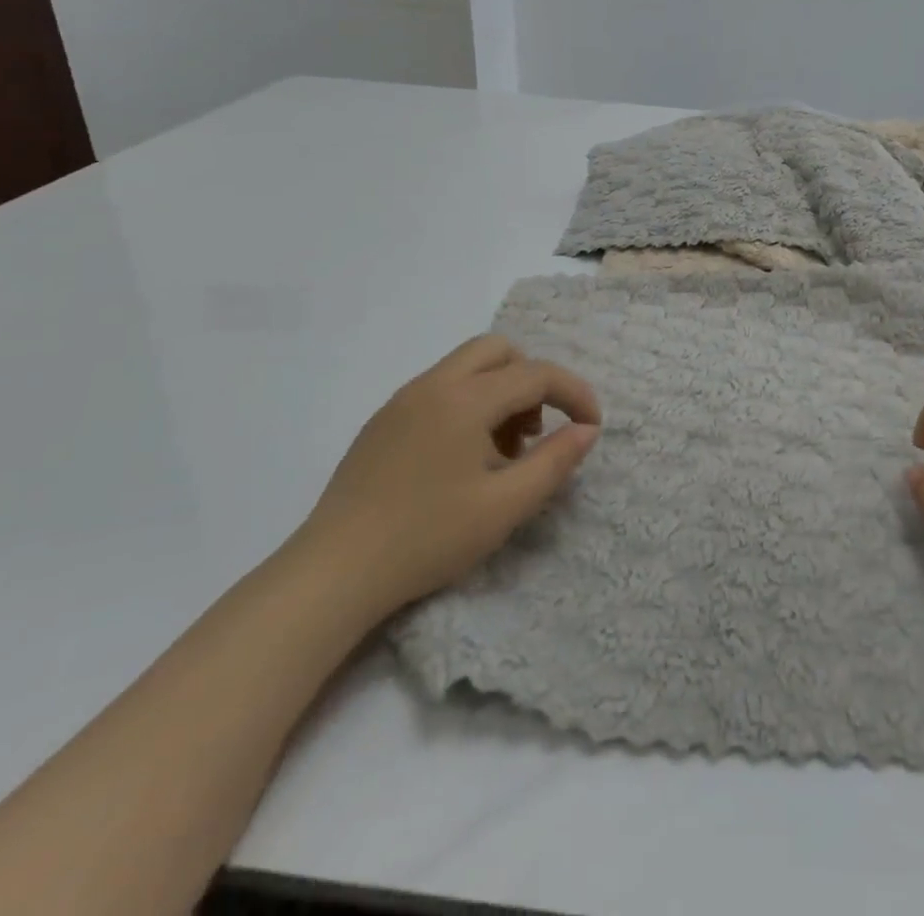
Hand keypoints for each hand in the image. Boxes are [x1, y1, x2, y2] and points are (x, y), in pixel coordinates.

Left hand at [299, 335, 600, 618]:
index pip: (536, 374)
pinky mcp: (383, 422)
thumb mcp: (505, 506)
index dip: (574, 394)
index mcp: (465, 399)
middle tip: (537, 429)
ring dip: (500, 391)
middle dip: (532, 379)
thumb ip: (554, 461)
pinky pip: (440, 390)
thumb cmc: (427, 537)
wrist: (332, 573)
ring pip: (467, 368)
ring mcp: (402, 400)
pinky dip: (469, 404)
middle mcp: (433, 384)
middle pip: (498, 350)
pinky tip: (463, 459)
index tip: (591, 426)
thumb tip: (586, 430)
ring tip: (503, 451)